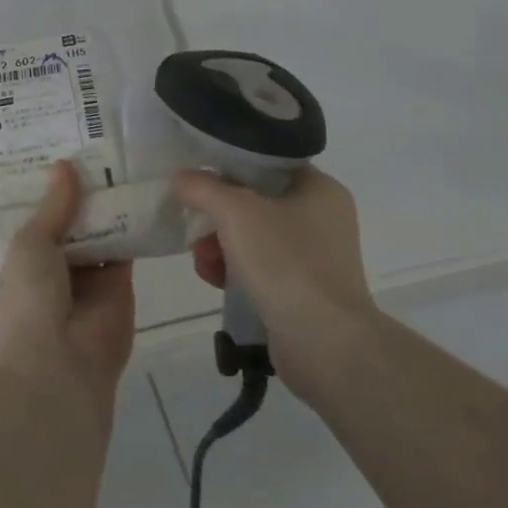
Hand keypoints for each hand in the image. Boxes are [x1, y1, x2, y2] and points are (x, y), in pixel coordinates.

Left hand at [0, 161, 135, 426]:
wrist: (62, 363)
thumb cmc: (32, 299)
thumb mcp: (32, 242)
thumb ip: (54, 206)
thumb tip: (64, 165)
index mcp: (28, 253)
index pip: (42, 212)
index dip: (53, 185)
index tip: (65, 145)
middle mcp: (58, 260)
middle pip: (75, 217)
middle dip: (85, 189)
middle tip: (103, 142)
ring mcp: (91, 271)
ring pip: (103, 228)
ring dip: (111, 202)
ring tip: (126, 155)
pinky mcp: (122, 282)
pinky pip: (128, 246)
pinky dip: (135, 222)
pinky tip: (144, 188)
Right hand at [170, 166, 371, 374]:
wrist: (326, 345)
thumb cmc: (286, 263)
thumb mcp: (236, 212)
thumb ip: (203, 187)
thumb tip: (181, 177)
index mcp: (319, 189)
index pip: (267, 162)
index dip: (229, 165)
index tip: (197, 177)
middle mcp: (321, 218)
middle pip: (254, 201)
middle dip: (216, 215)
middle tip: (195, 228)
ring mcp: (314, 256)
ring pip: (252, 236)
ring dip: (218, 245)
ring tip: (202, 262)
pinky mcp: (302, 289)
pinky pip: (259, 267)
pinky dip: (233, 270)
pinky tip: (215, 280)